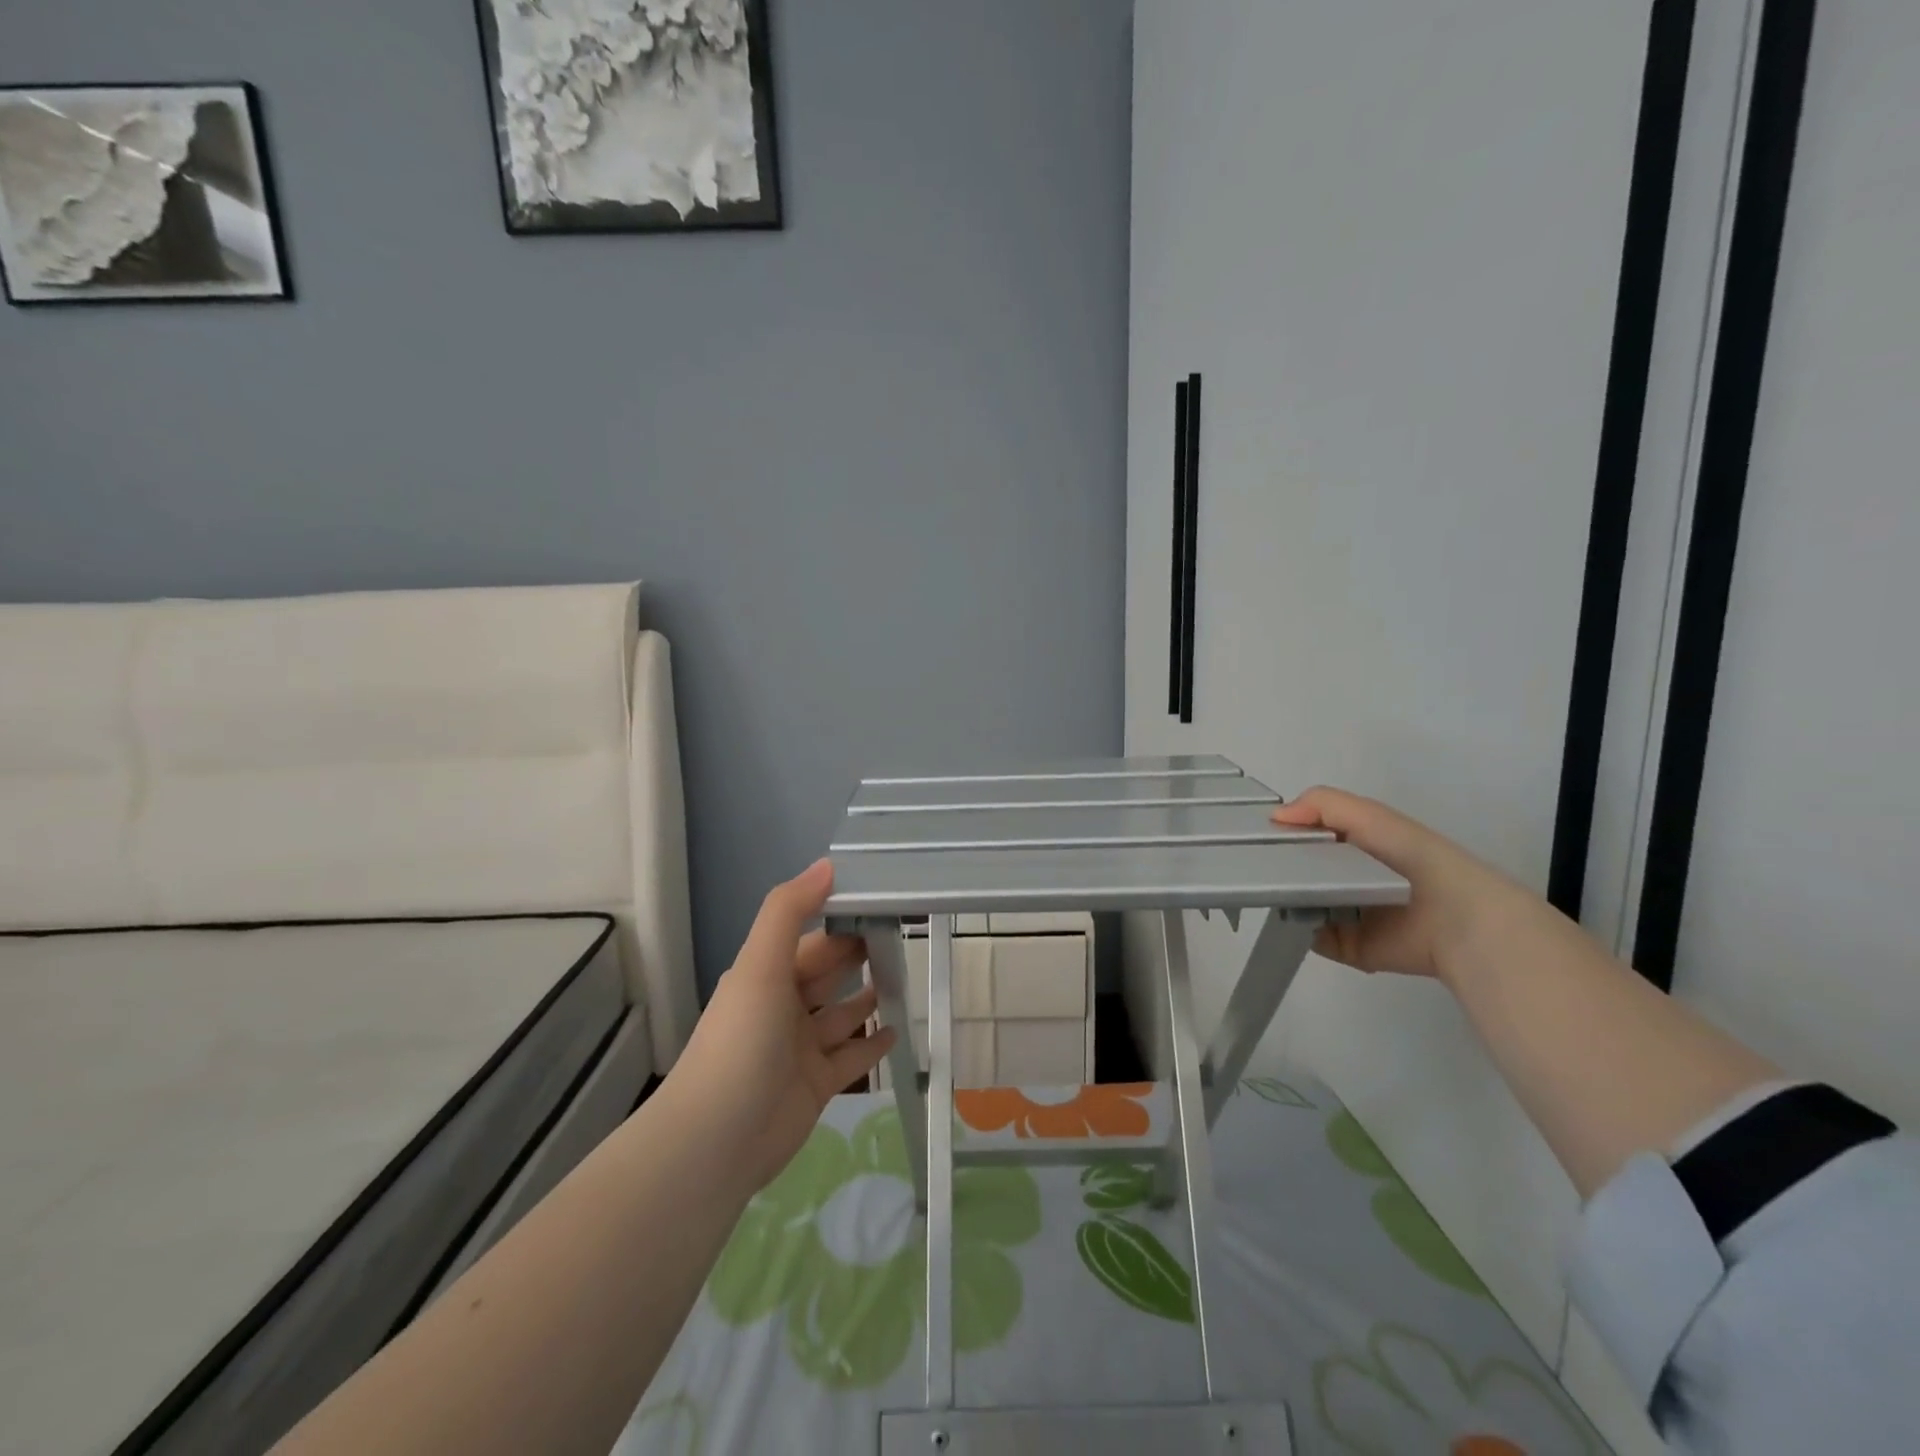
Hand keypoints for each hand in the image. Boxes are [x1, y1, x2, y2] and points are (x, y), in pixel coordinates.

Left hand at [671, 859, 895, 1192]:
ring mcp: (800, 1048)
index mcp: (767, 975)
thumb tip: (828, 863)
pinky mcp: (816, 1085)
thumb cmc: (742, 1041)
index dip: (842, 919)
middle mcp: (783, 1007)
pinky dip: (871, 1043)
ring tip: (904, 978)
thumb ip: (790, 911)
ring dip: (868, 996)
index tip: (883, 902)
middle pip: (828, 972)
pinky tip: (897, 1030)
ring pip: (841, 1013)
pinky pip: (851, 1057)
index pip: (812, 938)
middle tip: (903, 935)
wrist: (717, 1140)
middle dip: (858, 954)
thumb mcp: (761, 965)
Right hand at [1270, 787, 1518, 982]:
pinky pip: (1311, 936)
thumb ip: (1321, 804)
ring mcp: (1345, 914)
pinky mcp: (1347, 946)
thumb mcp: (1368, 815)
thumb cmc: (1411, 857)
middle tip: (1254, 863)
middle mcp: (1347, 879)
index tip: (1253, 833)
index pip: (1306, 835)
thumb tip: (1273, 817)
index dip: (1281, 832)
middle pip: (1297, 871)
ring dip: (1284, 898)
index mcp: (1354, 846)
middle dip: (1276, 867)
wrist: (1453, 917)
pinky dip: (1299, 928)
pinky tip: (1290, 915)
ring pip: (1300, 903)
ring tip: (1267, 889)